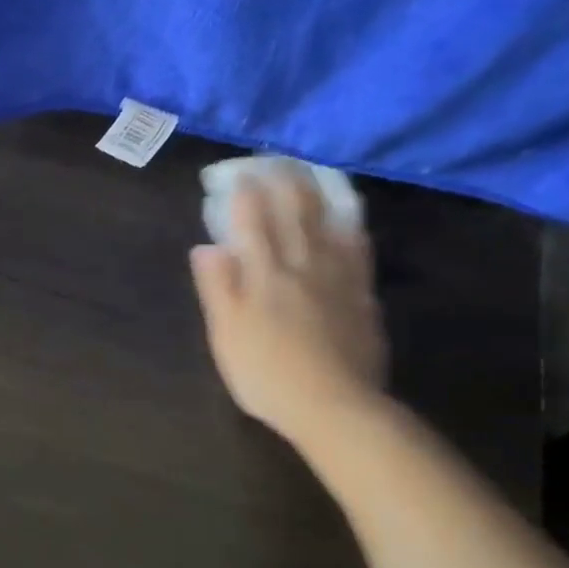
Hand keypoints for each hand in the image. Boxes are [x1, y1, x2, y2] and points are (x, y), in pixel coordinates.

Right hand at [190, 172, 387, 443]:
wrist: (335, 407)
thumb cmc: (267, 375)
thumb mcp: (226, 335)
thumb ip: (216, 287)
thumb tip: (205, 246)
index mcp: (264, 274)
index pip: (251, 220)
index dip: (244, 193)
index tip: (237, 173)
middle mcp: (302, 264)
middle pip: (294, 211)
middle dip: (282, 180)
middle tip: (274, 160)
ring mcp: (338, 278)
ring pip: (330, 222)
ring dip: (318, 192)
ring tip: (311, 172)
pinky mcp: (363, 295)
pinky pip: (359, 249)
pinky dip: (350, 226)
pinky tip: (349, 220)